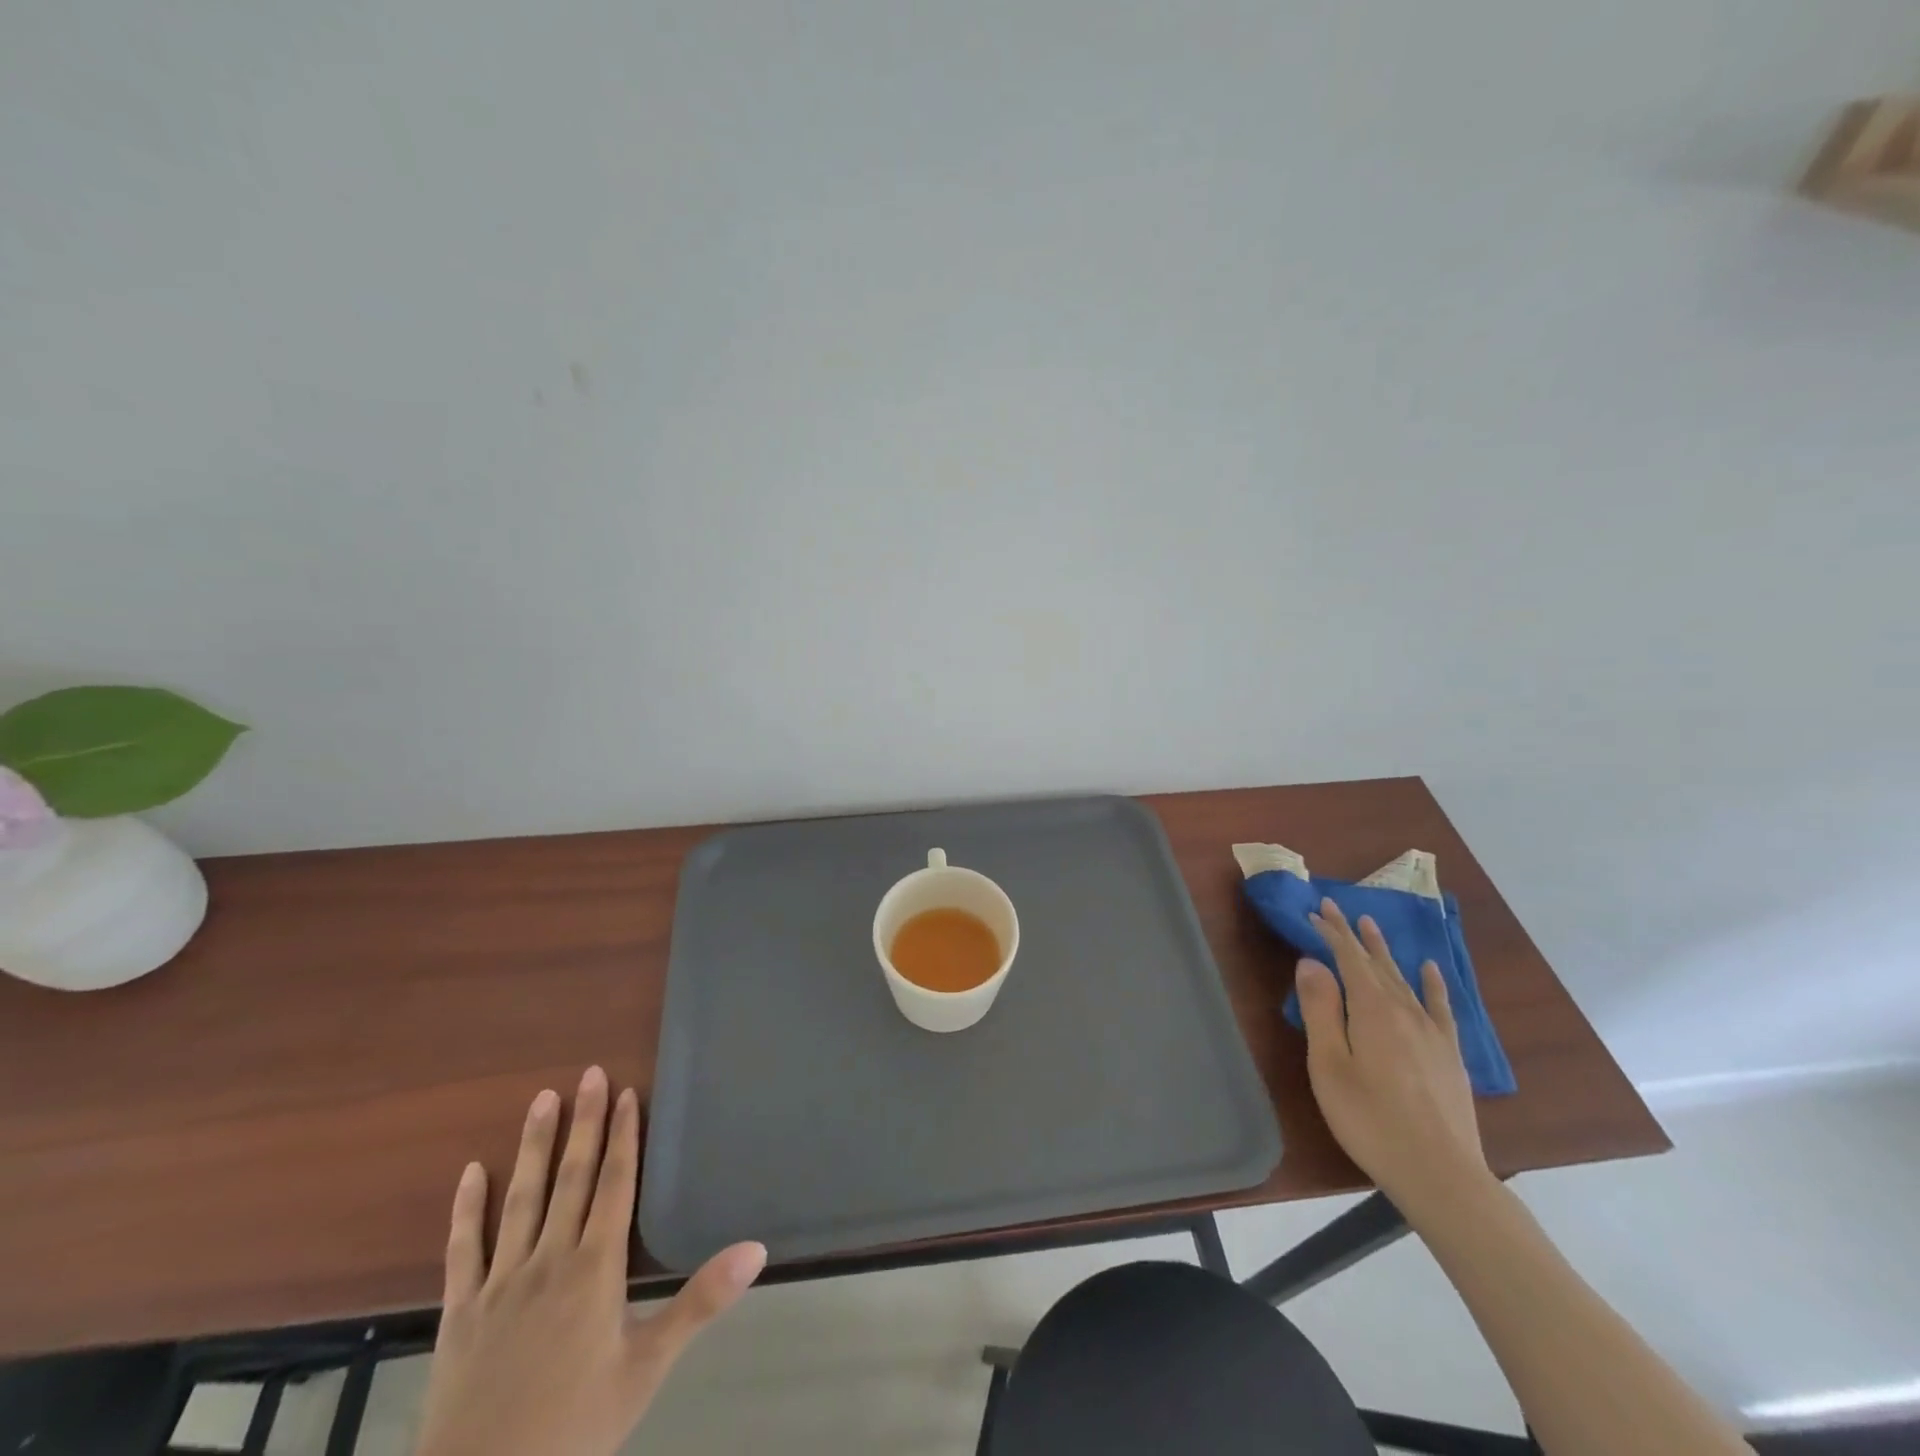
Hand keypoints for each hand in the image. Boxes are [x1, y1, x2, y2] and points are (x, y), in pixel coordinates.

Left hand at [415, 1067, 765, 1455]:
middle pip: (571, 1177)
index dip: (622, 1136)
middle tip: (588, 1074)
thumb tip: (757, 1248)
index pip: (614, 1184)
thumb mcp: (648, 1367)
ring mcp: (501, 1281)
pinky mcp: (461, 1310)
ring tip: (542, 1099)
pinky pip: (464, 1248)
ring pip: (521, 1198)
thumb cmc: (576, 1428)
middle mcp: (550, 1259)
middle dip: (583, 1123)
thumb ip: (701, 1301)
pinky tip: (472, 1172)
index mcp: (595, 1268)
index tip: (624, 1093)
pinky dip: (468, 1208)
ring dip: (533, 1146)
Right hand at [1294, 898, 1490, 1219]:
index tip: (1316, 910)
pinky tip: (1431, 970)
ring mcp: (1431, 1032)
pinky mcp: (1449, 1055)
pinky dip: (1433, 984)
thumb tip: (1311, 963)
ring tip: (1372, 926)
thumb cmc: (1370, 1119)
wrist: (1440, 1174)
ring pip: (1403, 979)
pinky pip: (1440, 1007)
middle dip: (1354, 935)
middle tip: (1338, 908)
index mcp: (1371, 1010)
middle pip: (1375, 963)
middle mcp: (1404, 1011)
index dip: (1331, 933)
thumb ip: (1320, 1010)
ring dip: (1385, 951)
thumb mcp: (1330, 1065)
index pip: (1348, 959)